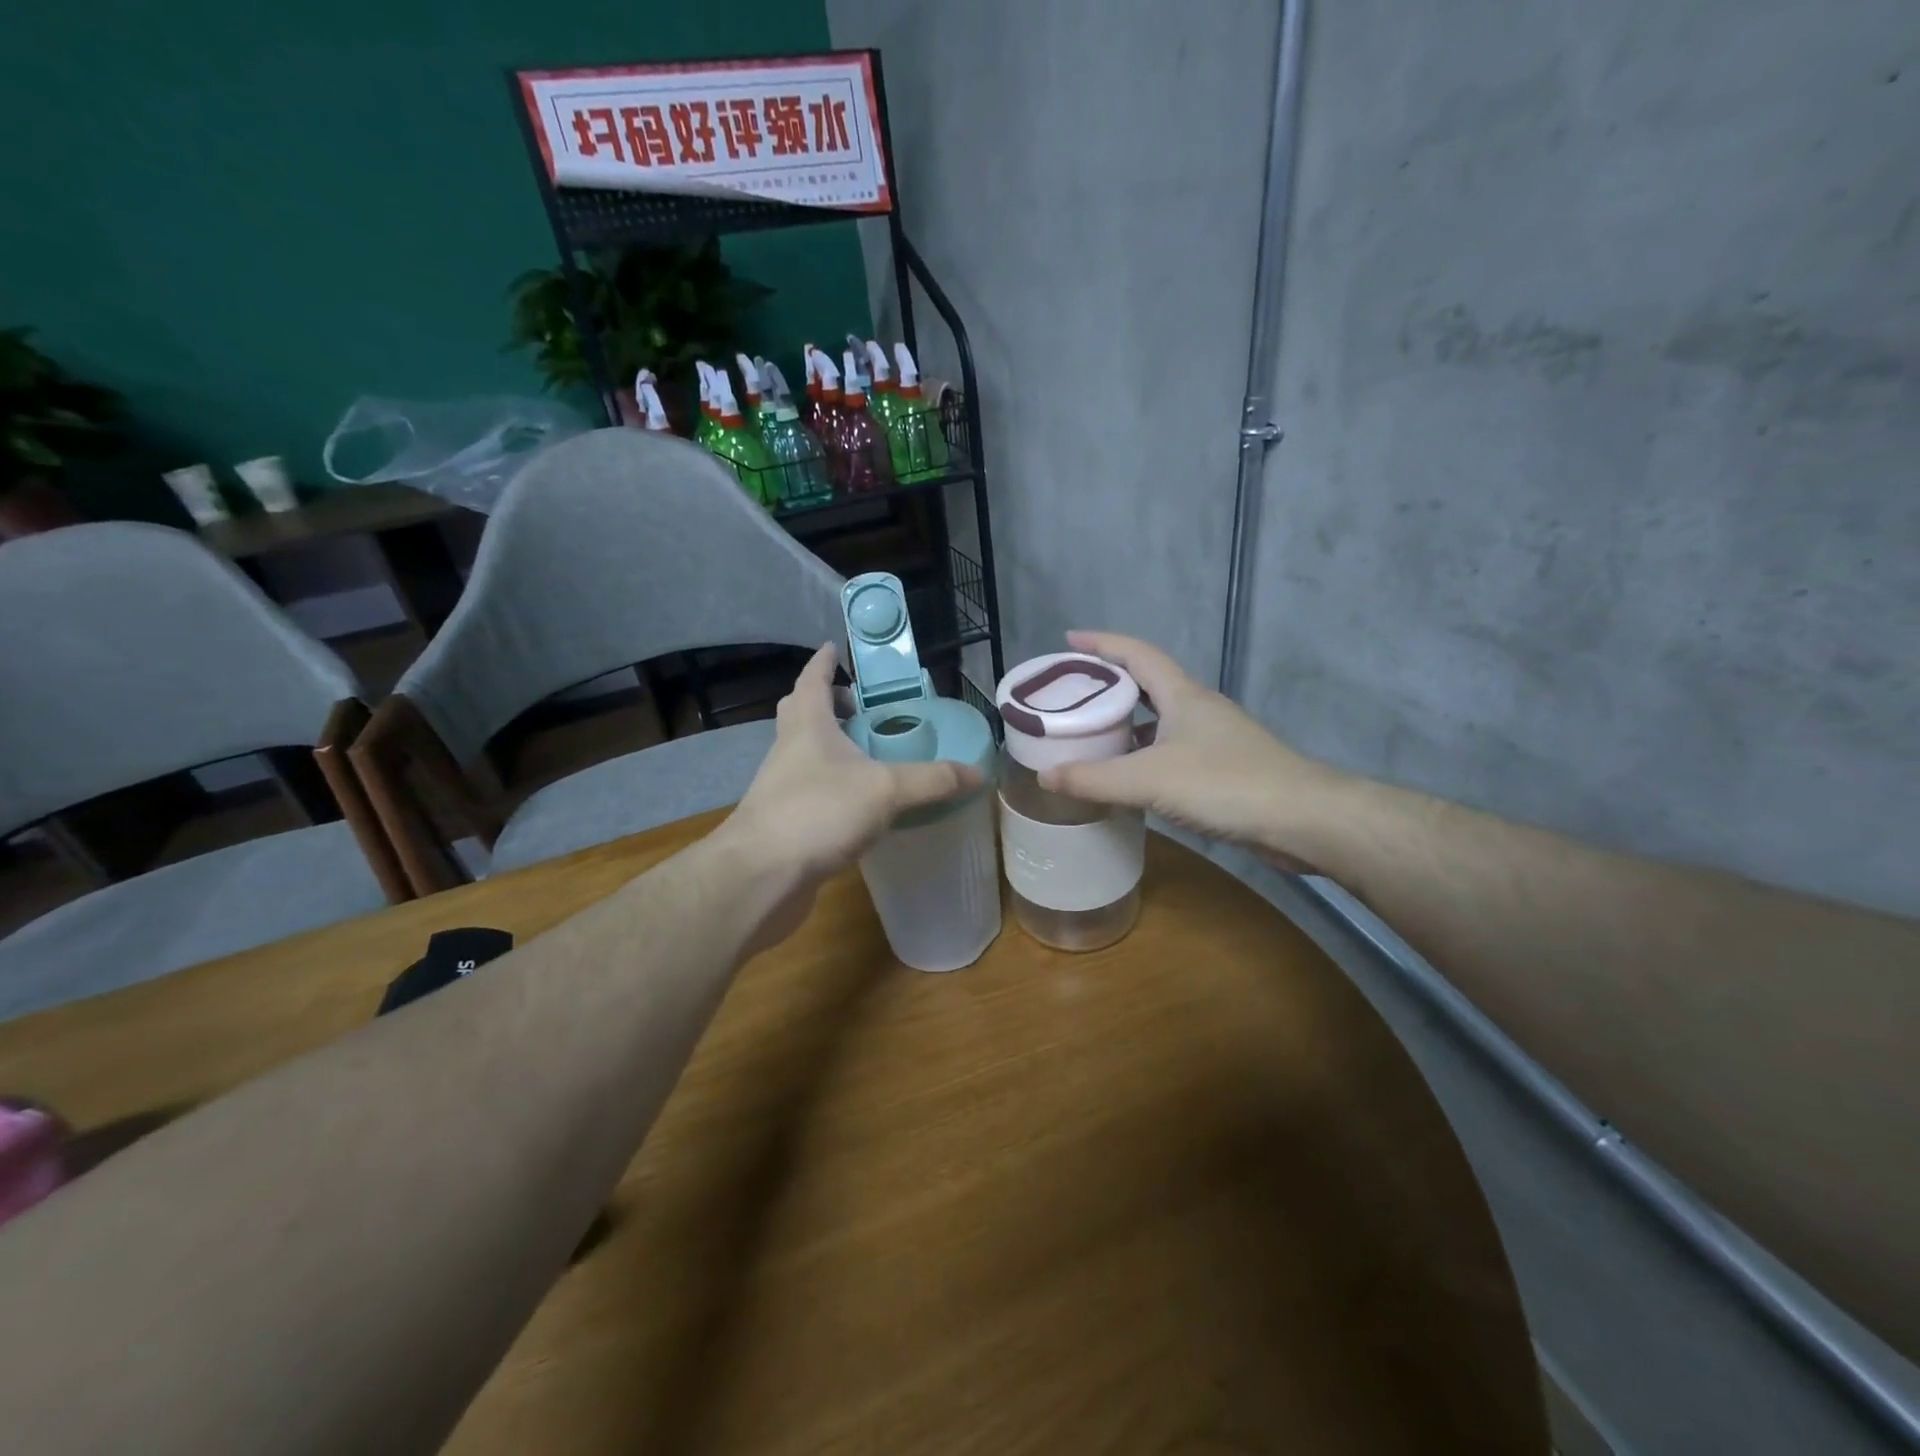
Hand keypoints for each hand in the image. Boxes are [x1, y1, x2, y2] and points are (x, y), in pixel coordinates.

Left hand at [716, 644, 980, 922]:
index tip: (833, 647)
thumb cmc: (818, 812)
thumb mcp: (886, 790)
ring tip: (868, 754)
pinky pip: (809, 790)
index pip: (813, 680)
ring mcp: (780, 786)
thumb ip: (932, 780)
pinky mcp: (783, 821)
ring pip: (804, 753)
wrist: (761, 875)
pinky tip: (857, 804)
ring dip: (830, 747)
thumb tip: (979, 772)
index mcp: (807, 726)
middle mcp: (788, 749)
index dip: (824, 662)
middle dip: (826, 703)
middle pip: (801, 713)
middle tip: (858, 706)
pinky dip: (831, 786)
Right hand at [1038, 631, 1342, 871]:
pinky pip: (1170, 749)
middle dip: (1108, 683)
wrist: (1302, 819)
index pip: (1136, 653)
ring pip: (1159, 719)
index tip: (1069, 639)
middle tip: (1070, 693)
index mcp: (1182, 695)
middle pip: (1146, 684)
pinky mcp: (1223, 768)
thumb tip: (1044, 776)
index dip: (1101, 643)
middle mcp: (1198, 709)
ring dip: (1126, 721)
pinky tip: (1129, 776)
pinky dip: (1143, 754)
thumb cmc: (1224, 784)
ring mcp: (1213, 738)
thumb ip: (1093, 779)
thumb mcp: (1148, 780)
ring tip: (1090, 732)